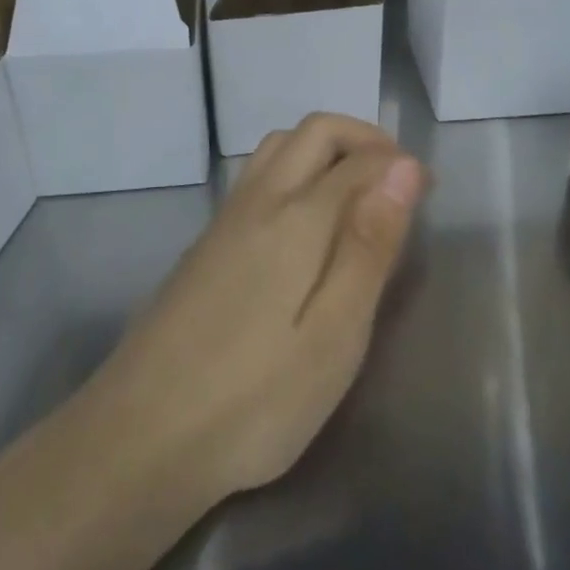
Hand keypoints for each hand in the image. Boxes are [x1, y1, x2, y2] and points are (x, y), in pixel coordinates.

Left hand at [86, 114, 426, 504]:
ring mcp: (225, 219)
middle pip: (314, 132)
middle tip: (396, 179)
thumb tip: (403, 167)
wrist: (140, 436)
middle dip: (363, 137)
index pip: (358, 160)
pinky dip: (294, 168)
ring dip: (324, 147)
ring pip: (278, 145)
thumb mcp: (335, 334)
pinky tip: (303, 220)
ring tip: (355, 190)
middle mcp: (259, 200)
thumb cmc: (255, 398)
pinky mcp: (205, 244)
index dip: (398, 163)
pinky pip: (257, 174)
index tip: (429, 187)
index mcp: (297, 217)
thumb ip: (369, 244)